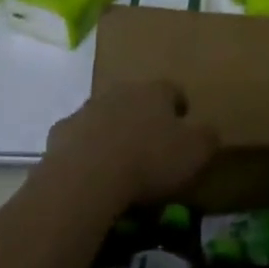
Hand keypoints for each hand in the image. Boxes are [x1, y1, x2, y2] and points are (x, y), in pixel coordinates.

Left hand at [43, 80, 217, 207]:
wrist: (87, 177)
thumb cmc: (149, 161)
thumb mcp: (196, 153)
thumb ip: (207, 137)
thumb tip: (208, 131)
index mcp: (155, 92)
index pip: (173, 90)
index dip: (180, 107)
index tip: (183, 126)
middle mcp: (120, 91)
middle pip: (136, 99)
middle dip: (144, 117)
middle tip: (152, 146)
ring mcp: (86, 110)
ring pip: (106, 116)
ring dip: (114, 131)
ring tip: (121, 162)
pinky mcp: (60, 132)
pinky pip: (79, 138)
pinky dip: (87, 150)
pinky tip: (93, 174)